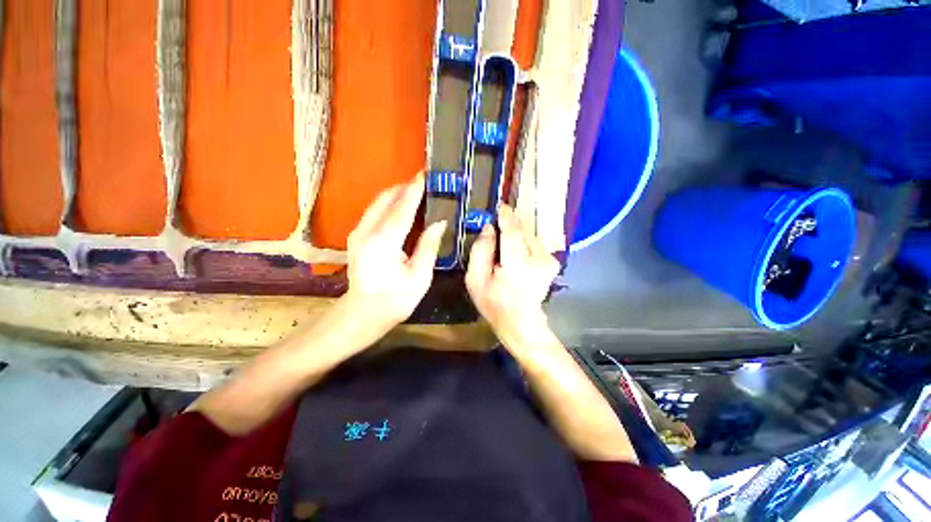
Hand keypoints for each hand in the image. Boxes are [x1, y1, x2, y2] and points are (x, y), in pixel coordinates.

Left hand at [343, 173, 445, 333]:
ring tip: (416, 191)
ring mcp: (358, 233)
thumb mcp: (419, 276)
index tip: (425, 174)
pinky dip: (389, 204)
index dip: (415, 190)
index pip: (402, 208)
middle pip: (386, 199)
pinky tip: (401, 207)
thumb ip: (428, 246)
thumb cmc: (396, 299)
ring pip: (378, 203)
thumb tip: (440, 222)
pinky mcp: (356, 237)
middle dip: (404, 187)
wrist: (364, 313)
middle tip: (424, 182)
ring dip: (396, 194)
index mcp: (384, 242)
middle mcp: (367, 231)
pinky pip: (374, 212)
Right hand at [466, 205, 559, 349]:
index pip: (512, 230)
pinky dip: (523, 241)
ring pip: (529, 235)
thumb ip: (480, 251)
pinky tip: (514, 251)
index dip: (505, 215)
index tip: (498, 205)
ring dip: (516, 233)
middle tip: (496, 221)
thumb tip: (488, 228)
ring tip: (503, 240)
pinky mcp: (552, 262)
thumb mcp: (475, 280)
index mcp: (517, 264)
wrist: (521, 323)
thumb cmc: (494, 303)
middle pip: (522, 230)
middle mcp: (538, 258)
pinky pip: (534, 242)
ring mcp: (548, 260)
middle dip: (509, 223)